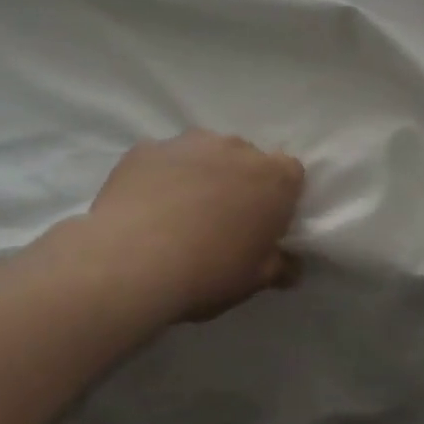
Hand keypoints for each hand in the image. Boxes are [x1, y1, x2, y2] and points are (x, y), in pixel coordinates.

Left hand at [88, 131, 306, 322]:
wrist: (132, 260)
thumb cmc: (208, 272)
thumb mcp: (253, 281)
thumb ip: (278, 266)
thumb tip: (291, 265)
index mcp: (273, 178)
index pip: (290, 174)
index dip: (278, 198)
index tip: (264, 224)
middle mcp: (235, 148)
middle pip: (246, 159)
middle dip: (238, 183)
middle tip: (221, 222)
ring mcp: (188, 142)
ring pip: (203, 153)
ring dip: (200, 175)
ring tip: (178, 215)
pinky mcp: (146, 148)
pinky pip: (163, 160)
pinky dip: (161, 176)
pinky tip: (145, 208)